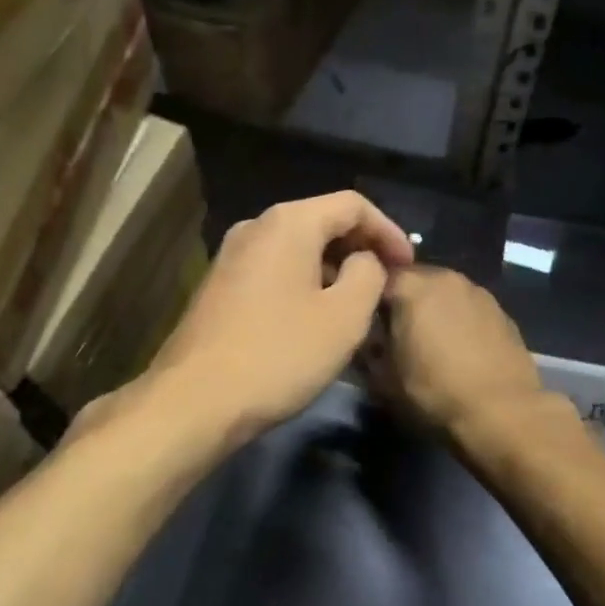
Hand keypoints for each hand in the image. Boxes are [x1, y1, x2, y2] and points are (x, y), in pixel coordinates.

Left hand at [145, 191, 414, 442]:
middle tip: (388, 282)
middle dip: (360, 248)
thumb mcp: (344, 316)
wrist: (195, 400)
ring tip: (357, 303)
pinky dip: (304, 282)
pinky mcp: (218, 286)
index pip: (353, 204)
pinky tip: (315, 317)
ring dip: (332, 268)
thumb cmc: (279, 354)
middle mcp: (255, 227)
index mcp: (288, 222)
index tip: (409, 266)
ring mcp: (231, 256)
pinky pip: (274, 269)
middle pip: (322, 221)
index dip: (389, 231)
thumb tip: (364, 260)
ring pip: (296, 248)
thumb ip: (368, 274)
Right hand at [370, 267, 545, 436]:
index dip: (366, 298)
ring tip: (428, 342)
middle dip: (401, 301)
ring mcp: (478, 291)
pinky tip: (459, 349)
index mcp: (411, 286)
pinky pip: (468, 308)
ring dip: (432, 309)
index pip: (376, 277)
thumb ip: (369, 349)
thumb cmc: (434, 392)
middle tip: (394, 333)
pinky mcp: (502, 311)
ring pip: (443, 292)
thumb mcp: (383, 378)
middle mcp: (445, 277)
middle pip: (413, 280)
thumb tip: (369, 339)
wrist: (503, 413)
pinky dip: (459, 320)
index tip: (364, 323)